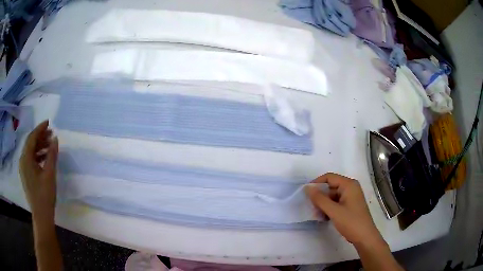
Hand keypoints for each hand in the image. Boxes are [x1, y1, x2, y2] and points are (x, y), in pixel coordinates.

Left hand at [20, 120, 58, 221]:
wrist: (41, 216)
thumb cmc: (45, 195)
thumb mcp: (49, 174)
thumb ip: (52, 155)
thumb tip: (55, 138)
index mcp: (26, 159)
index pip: (32, 137)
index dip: (40, 128)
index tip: (49, 122)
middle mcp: (22, 161)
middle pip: (30, 143)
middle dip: (40, 137)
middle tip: (51, 133)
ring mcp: (23, 169)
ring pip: (30, 151)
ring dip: (39, 146)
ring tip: (50, 145)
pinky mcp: (26, 175)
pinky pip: (31, 160)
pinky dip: (37, 155)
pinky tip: (45, 158)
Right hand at [305, 173, 383, 246]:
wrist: (364, 237)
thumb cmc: (351, 222)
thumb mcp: (334, 211)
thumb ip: (320, 199)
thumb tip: (307, 188)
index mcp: (349, 185)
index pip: (329, 177)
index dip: (316, 183)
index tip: (306, 194)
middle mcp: (350, 188)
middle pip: (330, 187)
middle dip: (320, 197)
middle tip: (312, 208)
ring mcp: (350, 197)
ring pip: (332, 196)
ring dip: (323, 205)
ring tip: (318, 216)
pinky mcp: (349, 205)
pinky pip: (336, 203)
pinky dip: (329, 209)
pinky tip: (324, 218)